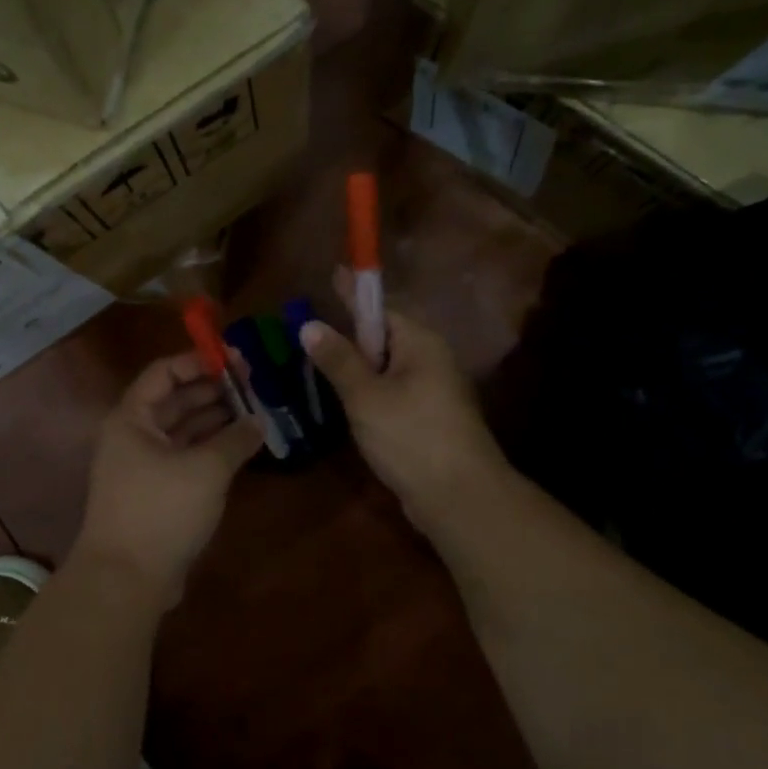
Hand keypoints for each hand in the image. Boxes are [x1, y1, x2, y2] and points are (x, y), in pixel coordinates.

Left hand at [73, 352, 262, 605]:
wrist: (126, 579)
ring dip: (215, 420)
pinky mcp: (155, 493)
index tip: (237, 360)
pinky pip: (185, 457)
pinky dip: (210, 448)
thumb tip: (259, 421)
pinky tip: (240, 446)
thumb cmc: (161, 511)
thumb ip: (236, 439)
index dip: (199, 361)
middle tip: (254, 385)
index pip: (165, 372)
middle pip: (174, 400)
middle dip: (213, 391)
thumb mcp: (206, 469)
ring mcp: (142, 466)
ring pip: (182, 430)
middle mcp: (133, 436)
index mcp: (132, 418)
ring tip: (255, 412)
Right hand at [299, 276, 507, 530]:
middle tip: (309, 331)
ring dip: (355, 368)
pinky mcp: (427, 420)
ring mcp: (432, 392)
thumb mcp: (366, 396)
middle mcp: (430, 361)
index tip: (334, 272)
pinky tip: (345, 403)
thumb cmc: (411, 436)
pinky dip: (367, 394)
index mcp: (420, 344)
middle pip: (383, 339)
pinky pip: (391, 394)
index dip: (352, 295)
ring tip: (318, 364)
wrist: (458, 497)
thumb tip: (309, 325)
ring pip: (386, 369)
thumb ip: (337, 359)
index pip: (381, 309)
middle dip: (349, 336)